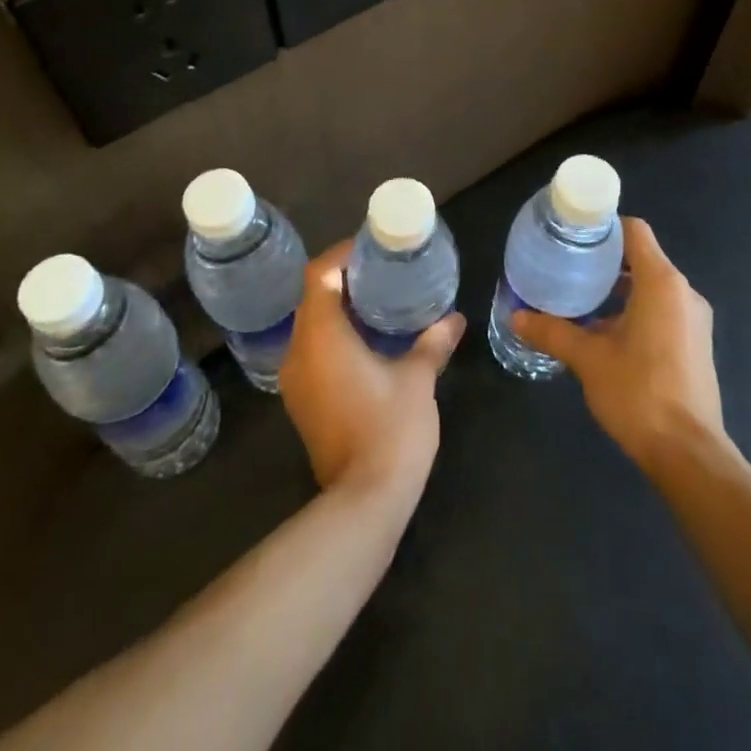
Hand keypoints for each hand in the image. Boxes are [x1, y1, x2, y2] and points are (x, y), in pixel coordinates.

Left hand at [279, 240, 465, 497]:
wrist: (364, 500)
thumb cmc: (391, 428)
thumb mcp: (417, 379)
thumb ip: (433, 342)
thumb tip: (454, 319)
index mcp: (322, 337)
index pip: (318, 275)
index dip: (342, 255)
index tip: (371, 249)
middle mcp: (299, 352)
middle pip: (312, 298)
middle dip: (343, 279)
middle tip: (381, 272)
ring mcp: (296, 380)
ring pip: (310, 326)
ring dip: (337, 309)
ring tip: (377, 301)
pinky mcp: (302, 402)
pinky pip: (312, 351)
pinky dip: (334, 336)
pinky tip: (366, 341)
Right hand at [512, 217, 724, 475]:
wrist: (688, 453)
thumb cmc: (638, 393)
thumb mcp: (588, 359)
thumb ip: (552, 332)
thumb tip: (515, 316)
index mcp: (662, 283)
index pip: (635, 231)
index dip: (604, 227)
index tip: (574, 234)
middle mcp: (683, 292)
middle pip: (642, 258)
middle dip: (605, 260)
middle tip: (568, 266)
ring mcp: (693, 319)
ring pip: (652, 286)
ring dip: (619, 288)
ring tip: (580, 298)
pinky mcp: (696, 343)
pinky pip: (663, 310)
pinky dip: (635, 309)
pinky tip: (605, 332)